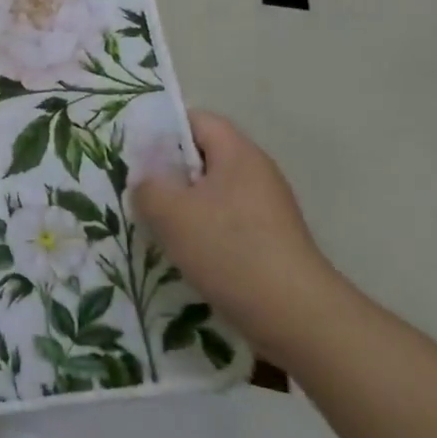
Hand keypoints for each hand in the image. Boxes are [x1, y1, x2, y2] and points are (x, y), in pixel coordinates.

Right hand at [129, 110, 339, 358]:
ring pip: (213, 193)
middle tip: (141, 193)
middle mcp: (257, 172)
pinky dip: (204, 232)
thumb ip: (147, 186)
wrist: (298, 318)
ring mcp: (268, 208)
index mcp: (238, 152)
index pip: (197, 120)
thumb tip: (146, 182)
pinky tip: (188, 255)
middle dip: (170, 173)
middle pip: (204, 156)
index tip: (138, 156)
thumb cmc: (230, 251)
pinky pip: (227, 221)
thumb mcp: (171, 213)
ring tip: (158, 228)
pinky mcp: (272, 240)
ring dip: (184, 207)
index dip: (163, 130)